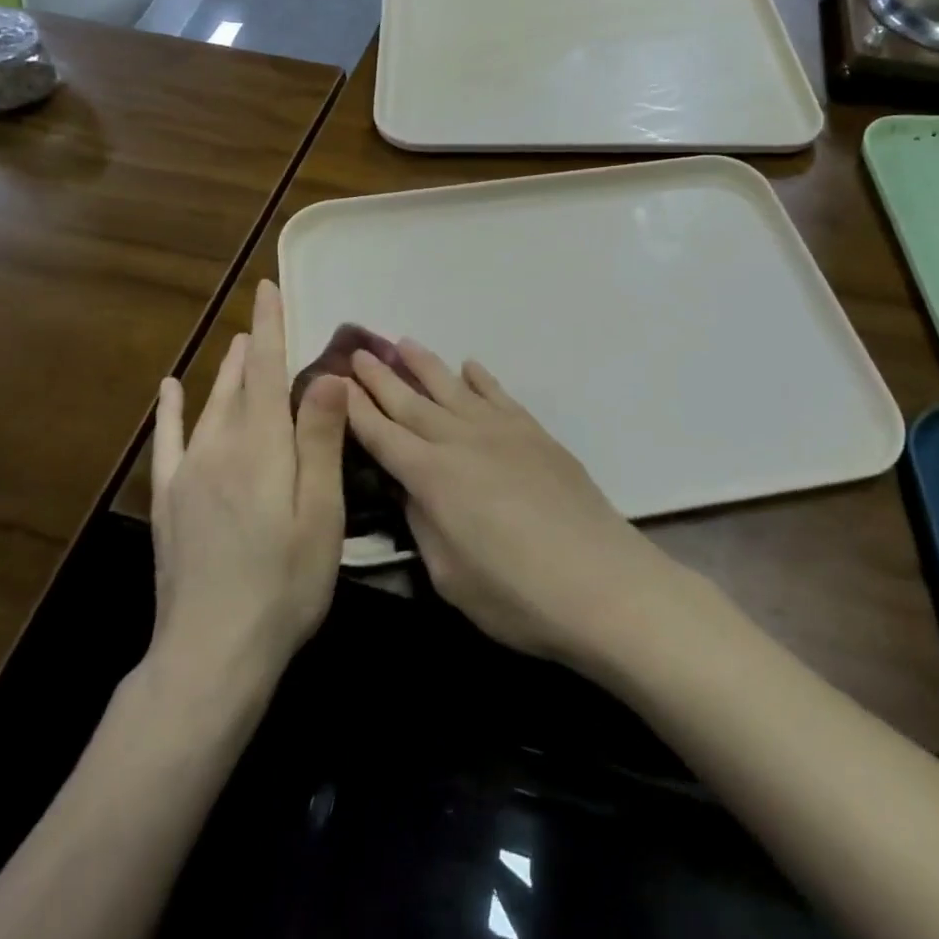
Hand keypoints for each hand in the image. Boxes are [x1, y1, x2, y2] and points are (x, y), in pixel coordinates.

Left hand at [150, 280, 347, 681]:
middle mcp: (220, 446)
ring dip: (226, 371)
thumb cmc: (284, 583)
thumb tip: (327, 374)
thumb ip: (320, 441)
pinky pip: (168, 442)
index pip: (268, 369)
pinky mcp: (169, 501)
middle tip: (264, 315)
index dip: (270, 326)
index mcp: (262, 446)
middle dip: (254, 345)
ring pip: (210, 405)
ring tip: (238, 344)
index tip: (268, 287)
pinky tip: (170, 390)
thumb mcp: (321, 513)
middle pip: (240, 382)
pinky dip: (171, 412)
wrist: (213, 652)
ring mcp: (188, 474)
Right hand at [345, 340, 674, 667]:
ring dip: (425, 365)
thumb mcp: (450, 575)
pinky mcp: (535, 434)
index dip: (357, 409)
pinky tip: (469, 367)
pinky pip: (499, 395)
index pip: (382, 435)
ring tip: (403, 343)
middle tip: (358, 352)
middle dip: (381, 377)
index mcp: (431, 477)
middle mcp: (461, 441)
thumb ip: (423, 525)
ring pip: (453, 388)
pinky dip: (481, 379)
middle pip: (412, 402)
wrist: (602, 582)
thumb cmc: (517, 595)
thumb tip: (411, 490)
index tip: (336, 382)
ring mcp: (502, 432)